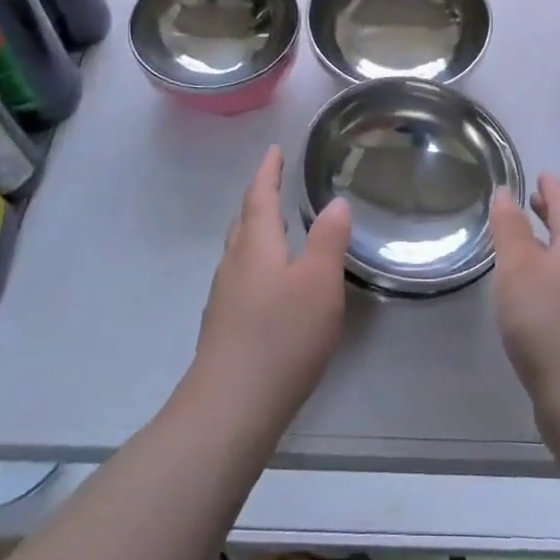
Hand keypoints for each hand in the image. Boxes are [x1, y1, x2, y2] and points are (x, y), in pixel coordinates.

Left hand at [190, 146, 351, 432]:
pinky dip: (257, 263)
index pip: (260, 196)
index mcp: (256, 245)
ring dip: (256, 231)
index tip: (274, 151)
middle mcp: (234, 264)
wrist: (230, 408)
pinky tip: (271, 283)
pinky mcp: (224, 328)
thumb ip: (328, 239)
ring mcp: (224, 297)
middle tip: (274, 183)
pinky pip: (241, 277)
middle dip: (259, 199)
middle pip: (244, 221)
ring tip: (277, 228)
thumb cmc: (281, 336)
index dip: (268, 172)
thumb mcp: (319, 282)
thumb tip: (336, 203)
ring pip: (240, 251)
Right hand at [490, 173, 559, 418]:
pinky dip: (552, 273)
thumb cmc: (546, 323)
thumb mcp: (517, 268)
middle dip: (552, 214)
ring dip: (551, 245)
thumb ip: (509, 228)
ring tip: (526, 244)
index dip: (551, 188)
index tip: (540, 174)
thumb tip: (506, 192)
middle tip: (532, 201)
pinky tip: (535, 292)